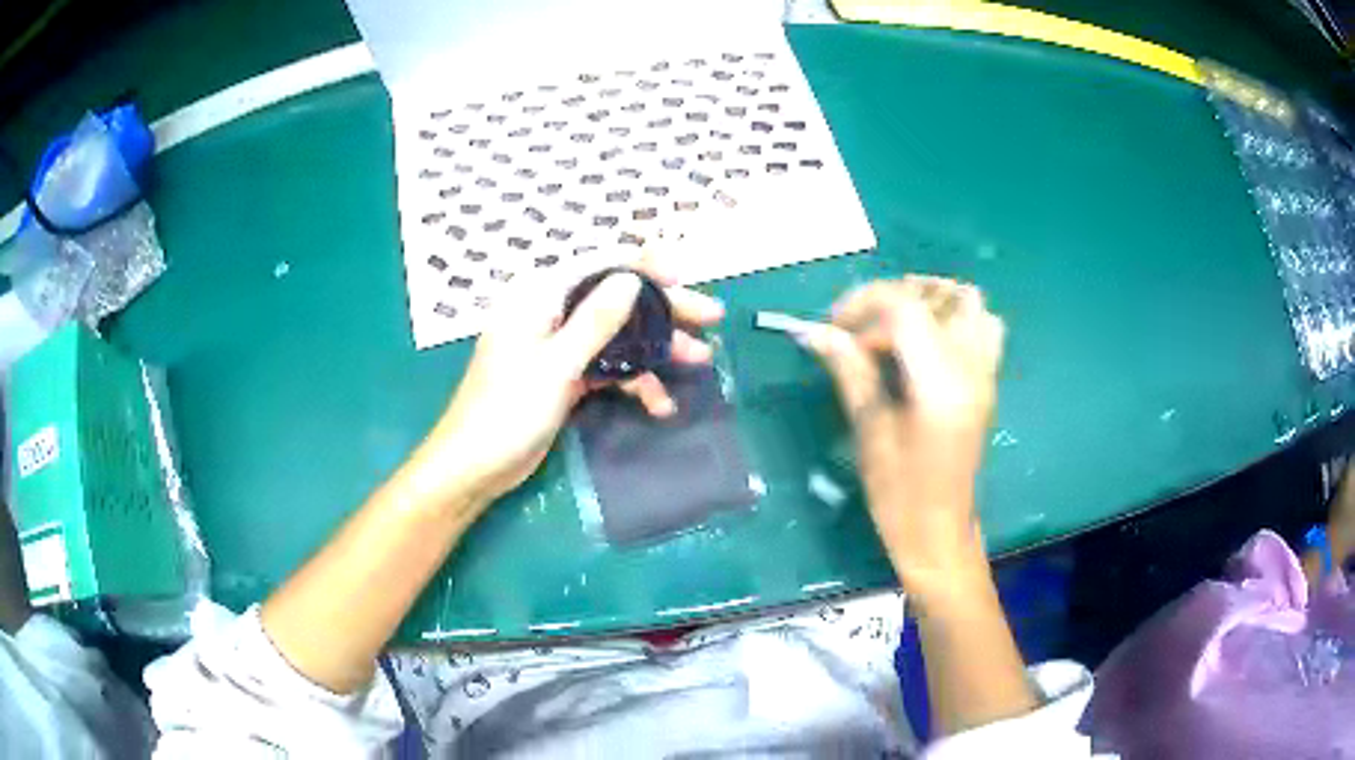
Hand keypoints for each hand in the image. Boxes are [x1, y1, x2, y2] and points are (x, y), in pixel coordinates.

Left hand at [432, 258, 724, 502]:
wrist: (474, 467)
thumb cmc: (505, 411)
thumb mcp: (554, 365)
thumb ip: (595, 322)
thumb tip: (631, 278)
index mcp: (539, 298)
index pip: (598, 267)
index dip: (644, 267)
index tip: (684, 274)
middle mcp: (551, 314)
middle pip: (616, 302)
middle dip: (663, 311)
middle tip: (711, 316)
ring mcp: (559, 348)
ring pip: (617, 337)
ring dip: (656, 351)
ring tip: (700, 362)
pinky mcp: (565, 378)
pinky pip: (607, 369)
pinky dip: (633, 382)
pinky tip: (660, 404)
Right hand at [806, 276, 1004, 597]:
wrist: (941, 533)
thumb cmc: (900, 495)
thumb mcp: (870, 432)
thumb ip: (851, 372)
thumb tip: (816, 333)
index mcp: (941, 382)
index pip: (906, 307)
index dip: (863, 304)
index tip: (834, 328)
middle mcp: (972, 367)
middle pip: (938, 295)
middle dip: (891, 301)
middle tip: (862, 333)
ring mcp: (986, 372)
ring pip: (969, 302)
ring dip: (929, 301)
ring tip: (895, 327)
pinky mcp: (988, 381)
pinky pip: (983, 326)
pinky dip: (954, 318)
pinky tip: (927, 345)